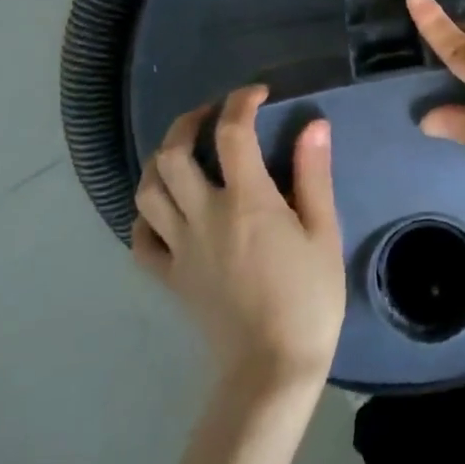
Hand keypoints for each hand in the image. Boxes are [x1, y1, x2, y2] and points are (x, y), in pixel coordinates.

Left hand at [134, 87, 345, 400]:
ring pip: (148, 190)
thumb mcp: (324, 233)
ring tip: (183, 152)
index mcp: (246, 201)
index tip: (258, 94)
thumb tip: (313, 125)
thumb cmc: (309, 299)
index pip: (231, 133)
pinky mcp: (169, 278)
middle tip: (211, 114)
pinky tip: (165, 209)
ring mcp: (180, 248)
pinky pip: (141, 240)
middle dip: (188, 122)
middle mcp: (204, 215)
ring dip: (160, 161)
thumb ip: (314, 175)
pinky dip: (146, 216)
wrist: (272, 369)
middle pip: (173, 154)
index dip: (241, 102)